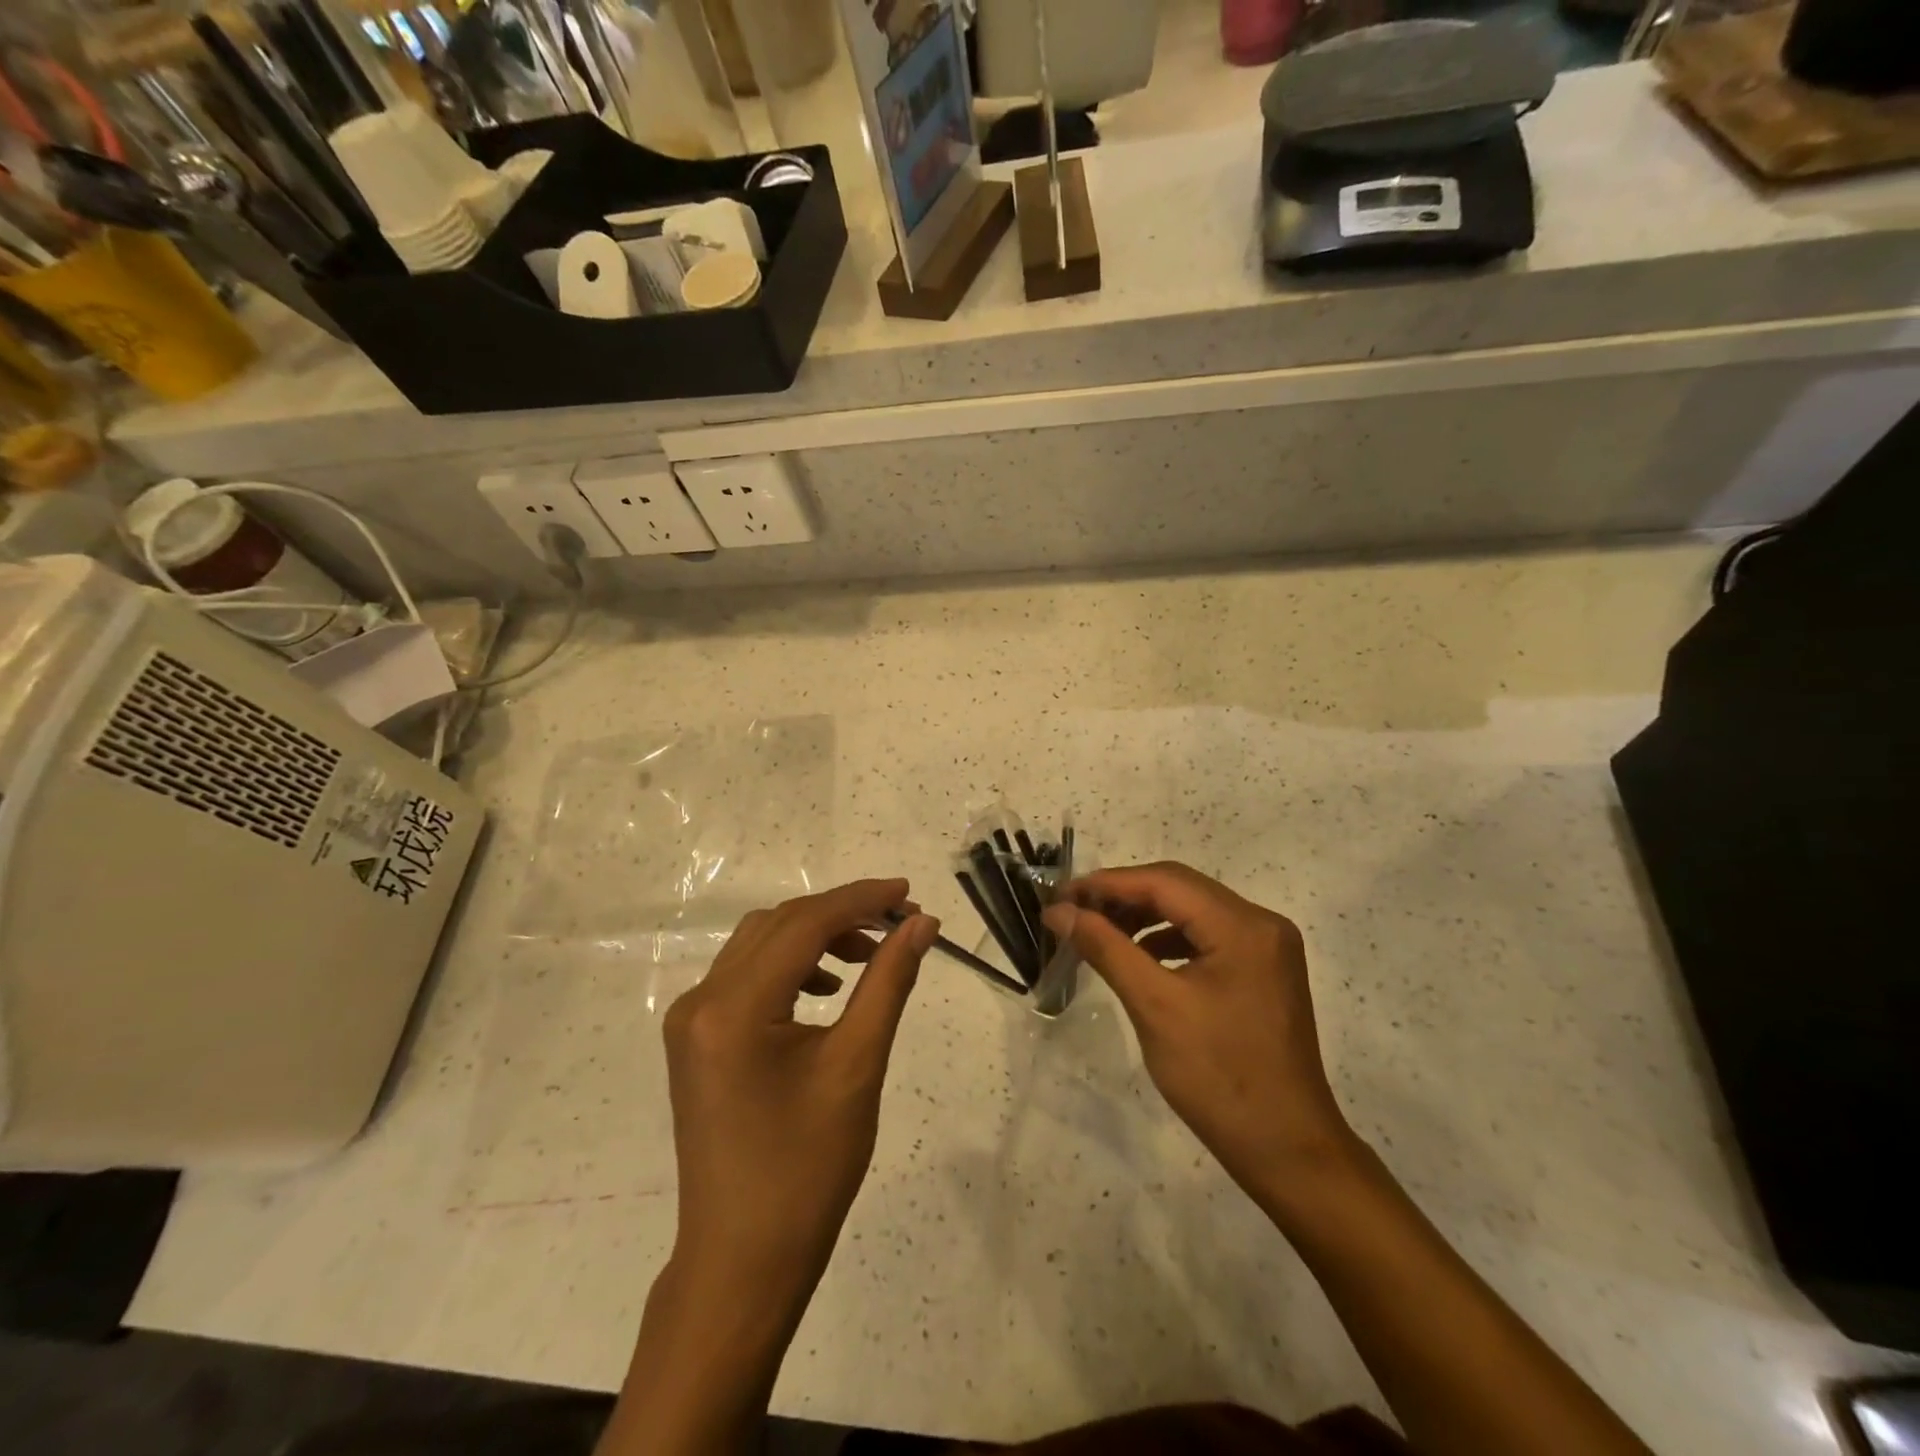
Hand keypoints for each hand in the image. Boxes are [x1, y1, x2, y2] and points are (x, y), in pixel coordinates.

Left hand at [663, 880, 938, 1300]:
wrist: (742, 1261)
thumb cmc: (807, 1170)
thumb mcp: (857, 1066)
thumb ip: (888, 982)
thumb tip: (921, 924)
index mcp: (733, 1007)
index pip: (805, 923)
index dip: (862, 900)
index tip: (910, 894)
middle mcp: (701, 1000)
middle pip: (780, 925)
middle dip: (843, 915)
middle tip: (900, 925)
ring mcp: (691, 1020)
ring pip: (761, 944)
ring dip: (817, 937)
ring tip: (870, 957)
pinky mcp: (697, 1039)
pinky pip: (747, 976)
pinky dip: (792, 967)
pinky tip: (828, 990)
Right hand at [1043, 863, 1357, 1205]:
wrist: (1287, 1151)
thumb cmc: (1219, 1078)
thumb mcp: (1154, 1007)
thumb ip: (1106, 948)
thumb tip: (1059, 911)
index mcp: (1243, 926)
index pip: (1164, 882)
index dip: (1107, 883)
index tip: (1060, 896)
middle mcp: (1261, 923)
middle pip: (1180, 889)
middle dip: (1123, 896)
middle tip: (1074, 912)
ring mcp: (1267, 947)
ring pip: (1191, 911)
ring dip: (1144, 916)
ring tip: (1098, 932)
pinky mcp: (1262, 970)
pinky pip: (1206, 936)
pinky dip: (1168, 939)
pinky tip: (1139, 958)